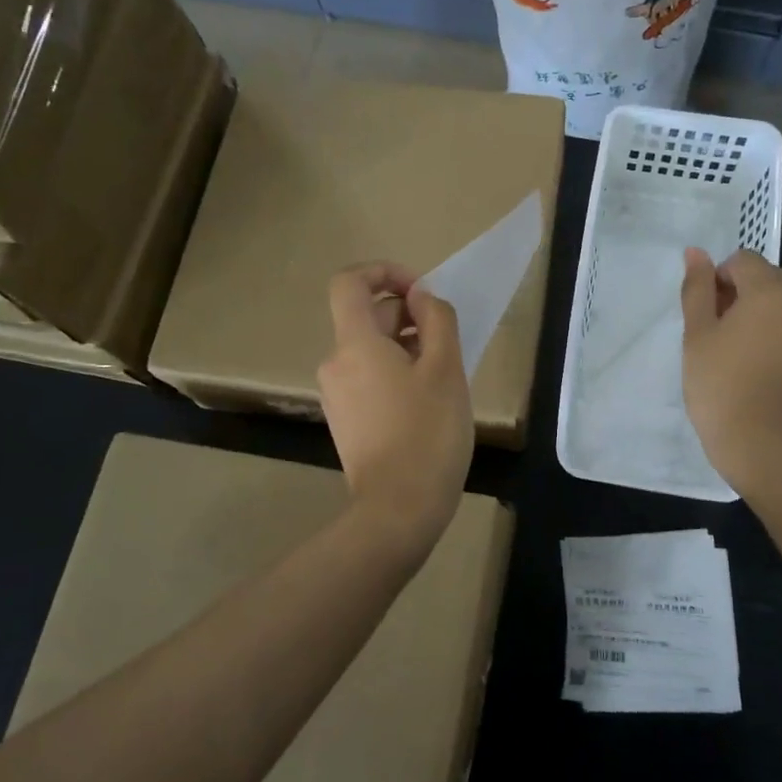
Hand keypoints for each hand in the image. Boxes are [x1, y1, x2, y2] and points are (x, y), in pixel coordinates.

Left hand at [318, 262, 473, 560]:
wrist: (399, 508)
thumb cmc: (428, 432)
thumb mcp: (446, 368)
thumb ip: (436, 319)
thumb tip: (420, 296)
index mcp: (354, 344)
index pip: (350, 282)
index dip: (384, 272)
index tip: (420, 291)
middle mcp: (335, 363)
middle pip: (364, 317)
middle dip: (405, 315)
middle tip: (446, 341)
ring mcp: (336, 395)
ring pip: (368, 350)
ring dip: (404, 346)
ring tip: (441, 374)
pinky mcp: (344, 420)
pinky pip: (366, 378)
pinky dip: (393, 373)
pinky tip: (424, 401)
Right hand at [679, 248, 781, 493]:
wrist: (768, 449)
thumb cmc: (721, 389)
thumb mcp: (697, 337)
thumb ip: (697, 289)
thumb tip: (696, 252)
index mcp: (771, 291)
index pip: (743, 260)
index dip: (720, 281)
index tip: (708, 316)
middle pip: (771, 281)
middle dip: (746, 297)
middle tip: (723, 337)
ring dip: (768, 319)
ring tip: (747, 359)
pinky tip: (769, 377)